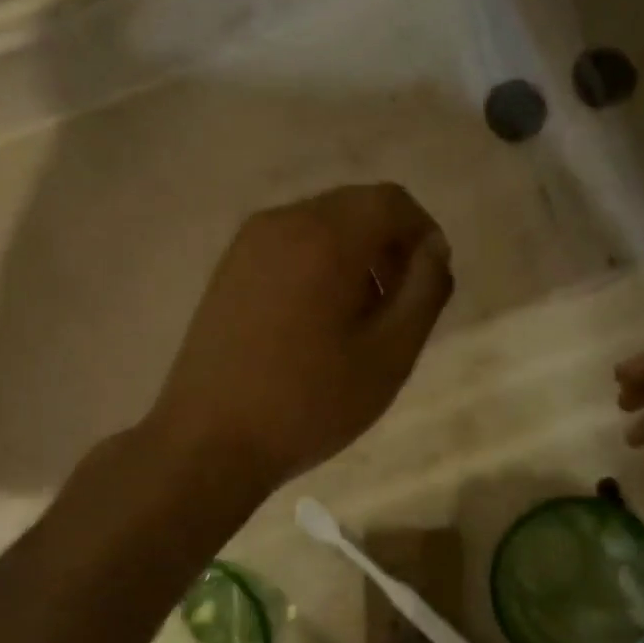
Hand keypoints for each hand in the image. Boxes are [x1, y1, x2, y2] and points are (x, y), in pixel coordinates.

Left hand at [149, 184, 453, 491]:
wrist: (209, 441)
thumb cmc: (309, 403)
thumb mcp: (390, 355)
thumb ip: (424, 292)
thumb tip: (434, 249)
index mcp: (325, 237)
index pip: (391, 201)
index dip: (423, 232)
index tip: (431, 281)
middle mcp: (283, 222)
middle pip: (355, 207)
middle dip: (389, 244)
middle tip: (398, 305)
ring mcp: (247, 244)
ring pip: (322, 225)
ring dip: (354, 255)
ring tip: (358, 319)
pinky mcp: (229, 268)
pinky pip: (290, 245)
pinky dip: (319, 264)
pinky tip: (316, 321)